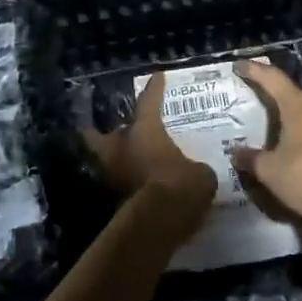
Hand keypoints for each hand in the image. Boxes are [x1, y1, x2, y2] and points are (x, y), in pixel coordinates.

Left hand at [83, 74, 216, 236]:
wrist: (158, 223)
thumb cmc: (181, 185)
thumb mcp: (201, 174)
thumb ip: (195, 168)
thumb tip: (198, 172)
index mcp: (145, 131)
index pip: (149, 103)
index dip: (154, 90)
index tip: (157, 77)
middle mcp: (121, 148)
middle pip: (100, 135)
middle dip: (102, 132)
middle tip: (111, 130)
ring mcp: (113, 175)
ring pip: (105, 162)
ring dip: (113, 161)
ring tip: (126, 160)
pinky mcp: (113, 201)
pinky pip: (118, 186)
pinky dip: (124, 184)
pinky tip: (138, 186)